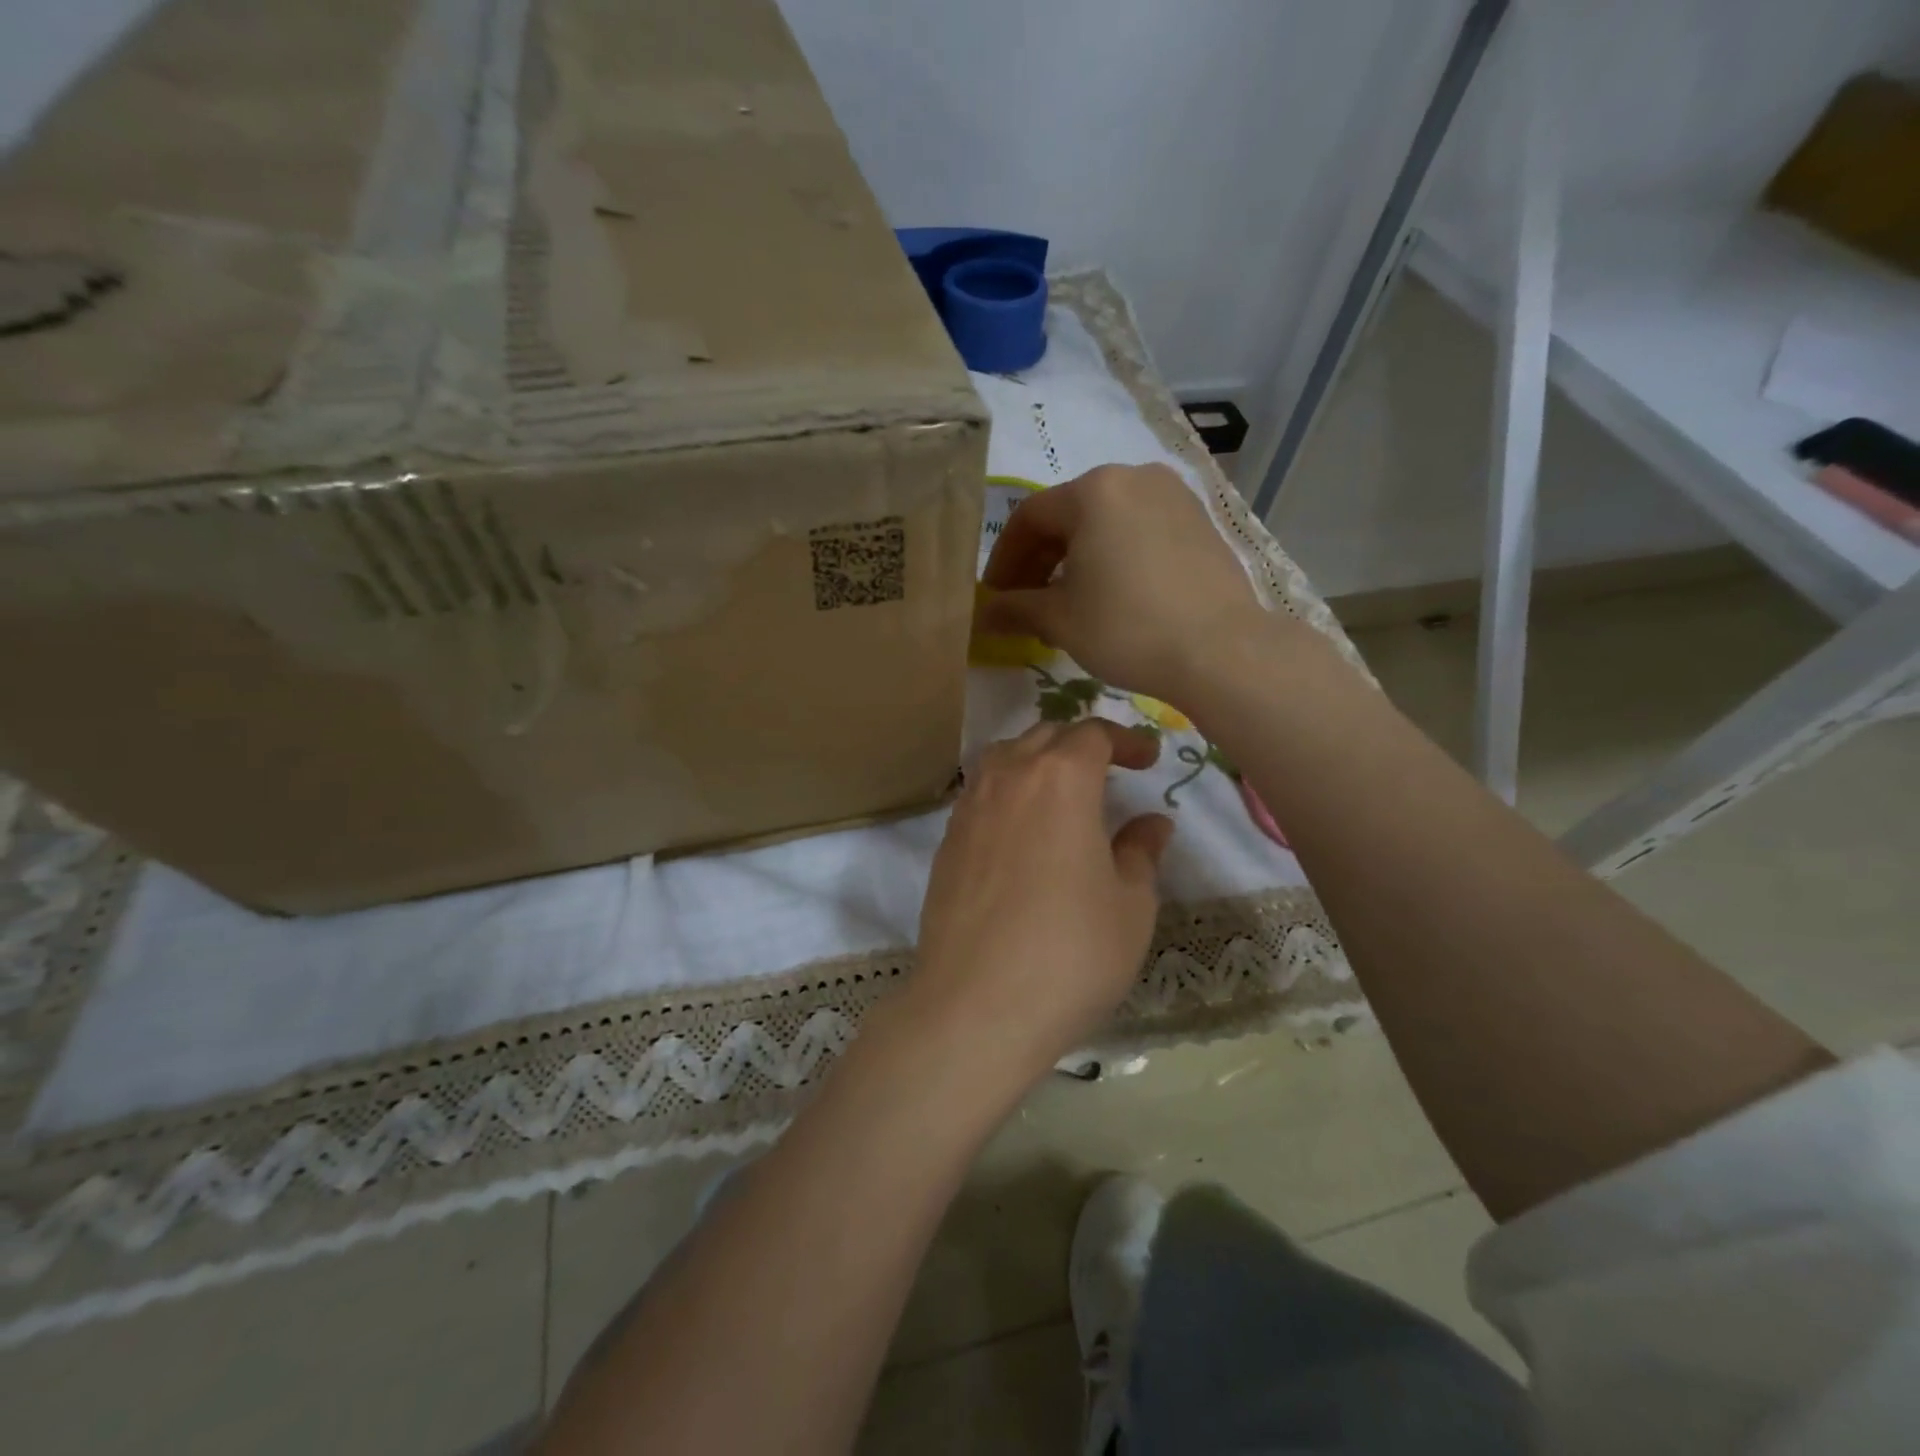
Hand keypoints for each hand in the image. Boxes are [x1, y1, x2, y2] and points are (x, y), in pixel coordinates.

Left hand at [902, 719, 1173, 1087]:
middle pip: (1045, 735)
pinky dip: (1008, 792)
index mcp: (1060, 779)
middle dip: (1082, 744)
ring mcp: (969, 807)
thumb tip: (1151, 823)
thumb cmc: (1070, 953)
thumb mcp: (1130, 905)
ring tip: (1063, 794)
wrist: (976, 1006)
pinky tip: (1022, 831)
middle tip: (1111, 772)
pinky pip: (981, 793)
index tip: (1148, 759)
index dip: (1126, 740)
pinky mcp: (946, 841)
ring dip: (1038, 761)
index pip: (1093, 734)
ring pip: (1005, 758)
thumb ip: (1140, 852)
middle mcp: (1008, 778)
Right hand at [977, 463, 1266, 703]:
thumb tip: (983, 614)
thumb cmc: (1128, 628)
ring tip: (1067, 603)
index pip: (1029, 517)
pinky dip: (1114, 556)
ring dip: (1076, 559)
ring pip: (1106, 523)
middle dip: (1040, 560)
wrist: (1222, 650)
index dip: (1004, 559)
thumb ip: (1015, 609)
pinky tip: (1111, 595)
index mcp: (1094, 489)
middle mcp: (1134, 477)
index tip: (995, 596)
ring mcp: (1173, 496)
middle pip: (1069, 515)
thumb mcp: (1060, 620)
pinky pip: (1139, 531)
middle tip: (1026, 603)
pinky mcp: (1199, 521)